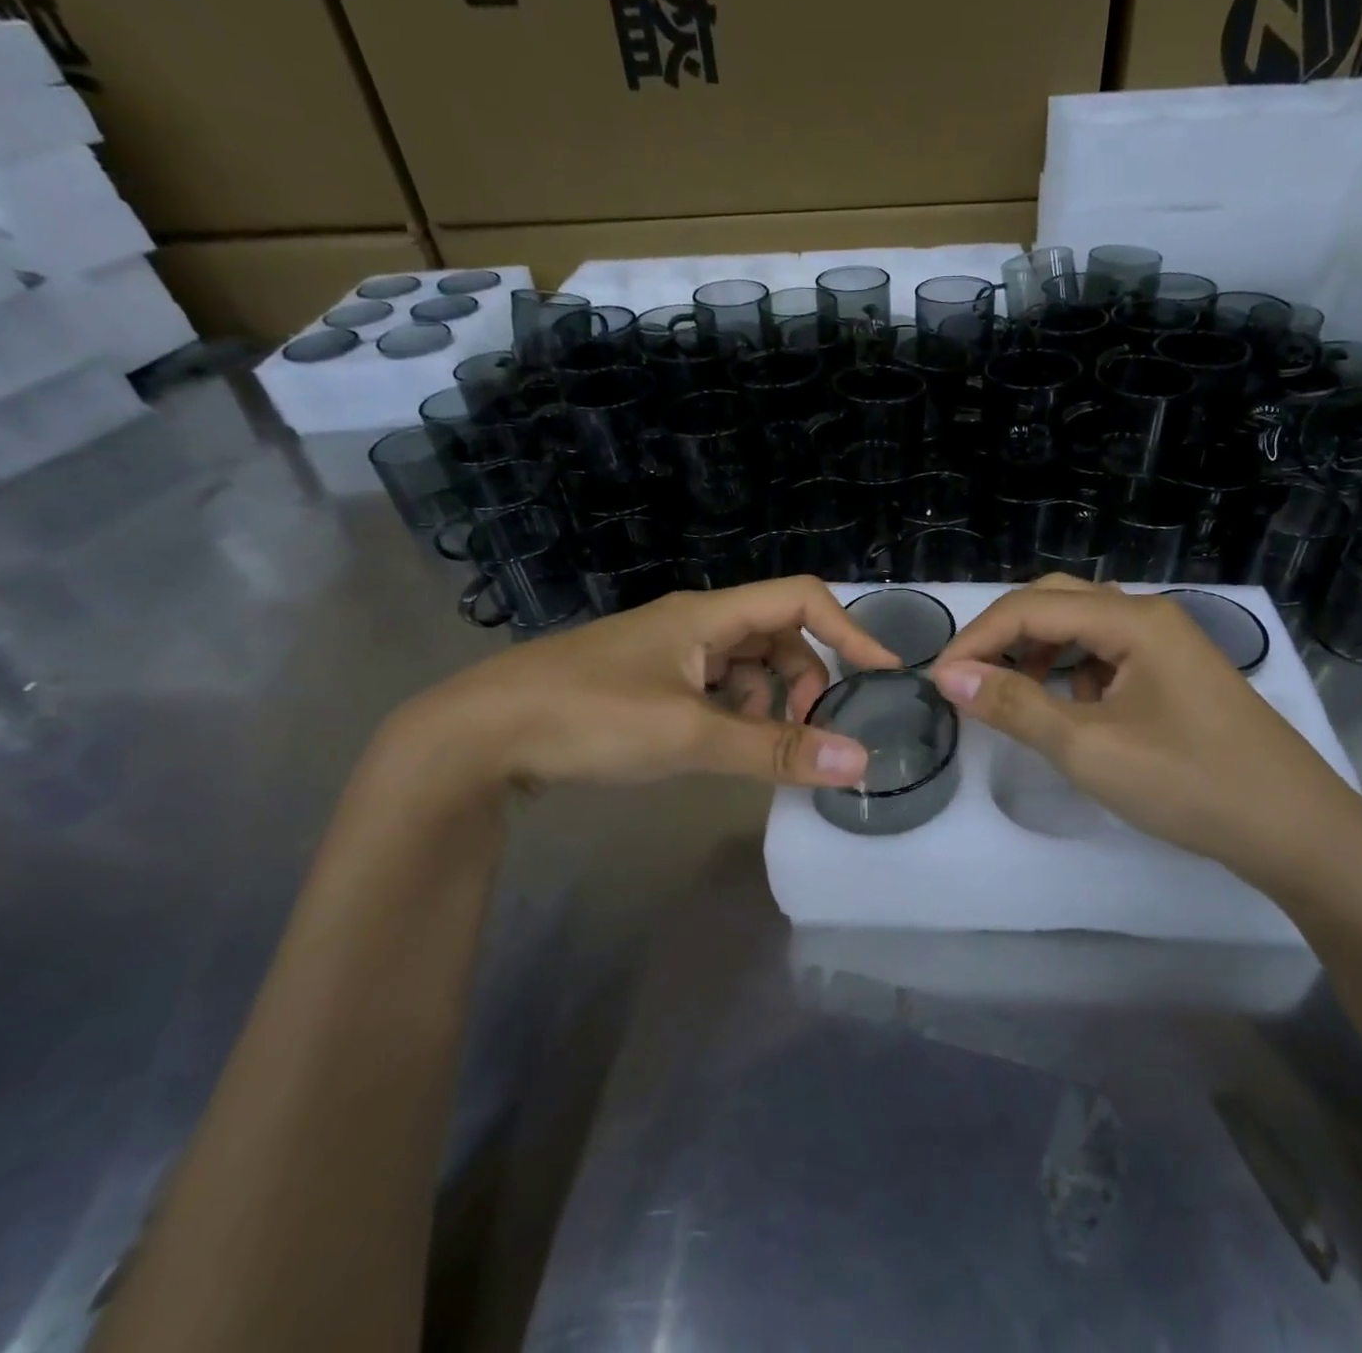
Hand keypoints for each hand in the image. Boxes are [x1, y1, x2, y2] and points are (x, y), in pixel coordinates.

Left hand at [400, 577, 900, 792]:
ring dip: (767, 702)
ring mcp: (668, 653)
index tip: (885, 677)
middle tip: (810, 732)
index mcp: (707, 614)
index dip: (850, 631)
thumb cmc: (587, 717)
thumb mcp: (689, 735)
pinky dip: (733, 713)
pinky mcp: (648, 682)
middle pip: (778, 635)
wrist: (477, 736)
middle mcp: (693, 623)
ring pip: (746, 666)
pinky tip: (718, 746)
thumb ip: (774, 749)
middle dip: (806, 680)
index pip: (801, 600)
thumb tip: (858, 761)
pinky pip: (715, 688)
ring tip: (757, 746)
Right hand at [929, 577, 1361, 902]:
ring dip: (1038, 650)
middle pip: (1057, 602)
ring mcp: (1167, 644)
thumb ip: (1015, 706)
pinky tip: (1070, 708)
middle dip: (1005, 634)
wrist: (1295, 830)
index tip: (938, 680)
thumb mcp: (1089, 748)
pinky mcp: (1175, 673)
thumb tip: (949, 676)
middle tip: (968, 677)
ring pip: (1082, 626)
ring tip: (1013, 692)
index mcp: (1132, 620)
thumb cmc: (1190, 784)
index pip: (1032, 609)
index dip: (977, 639)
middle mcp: (1150, 616)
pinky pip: (1107, 654)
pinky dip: (1072, 671)